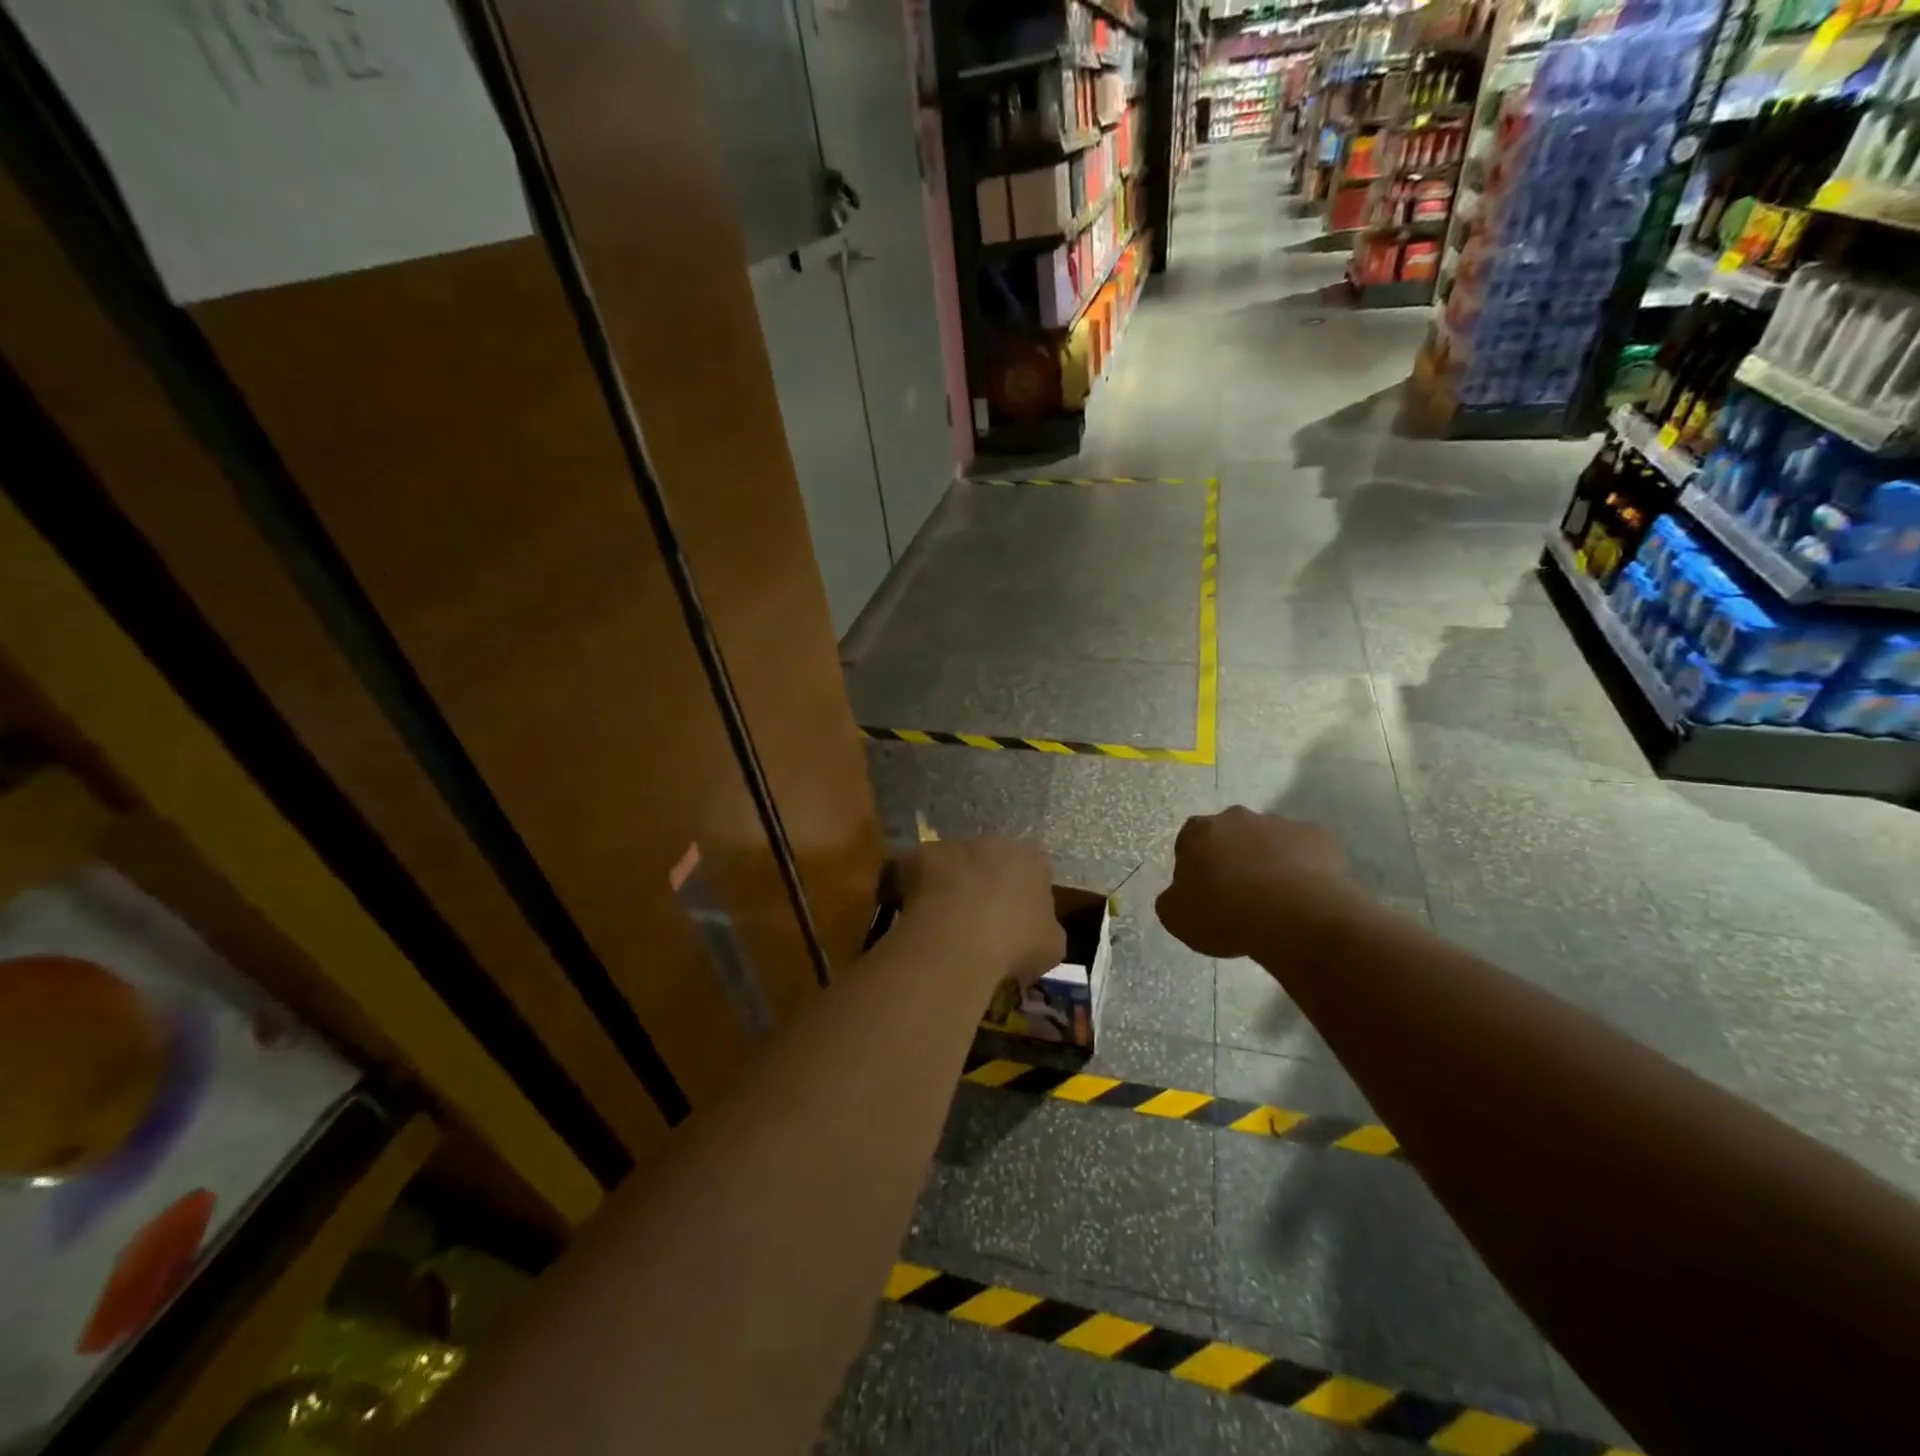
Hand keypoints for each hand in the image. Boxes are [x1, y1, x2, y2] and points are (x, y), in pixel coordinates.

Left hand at [897, 836, 1063, 989]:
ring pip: (957, 861)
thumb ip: (1047, 928)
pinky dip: (921, 888)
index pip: (1036, 870)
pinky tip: (921, 915)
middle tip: (980, 917)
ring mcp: (957, 844)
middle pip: (994, 859)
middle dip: (989, 881)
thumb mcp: (1051, 947)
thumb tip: (1036, 929)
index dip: (1026, 894)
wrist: (958, 941)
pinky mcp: (922, 854)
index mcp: (1034, 861)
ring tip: (947, 919)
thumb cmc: (1013, 944)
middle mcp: (997, 842)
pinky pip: (922, 870)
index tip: (1017, 920)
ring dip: (954, 881)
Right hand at [1156, 806, 1360, 958]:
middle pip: (1231, 836)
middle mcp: (1236, 817)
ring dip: (1269, 861)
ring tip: (1276, 900)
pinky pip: (1305, 851)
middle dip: (1234, 858)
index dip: (1197, 869)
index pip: (1189, 843)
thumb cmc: (1225, 915)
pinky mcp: (1317, 836)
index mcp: (1198, 832)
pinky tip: (1304, 896)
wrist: (1294, 917)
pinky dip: (1303, 868)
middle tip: (1240, 895)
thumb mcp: (1176, 917)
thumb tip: (1181, 894)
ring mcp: (1280, 823)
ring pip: (1269, 841)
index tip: (1205, 894)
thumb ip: (1172, 899)